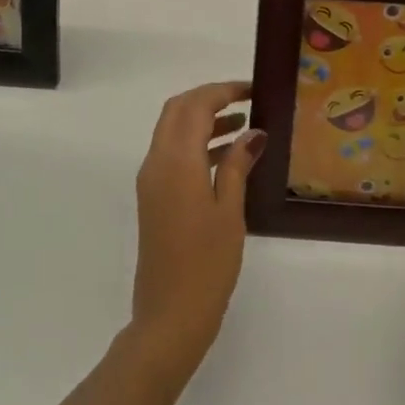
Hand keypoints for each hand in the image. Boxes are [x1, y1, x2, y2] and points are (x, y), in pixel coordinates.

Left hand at [127, 81, 261, 387]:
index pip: (195, 106)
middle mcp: (156, 162)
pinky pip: (172, 154)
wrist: (169, 316)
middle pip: (177, 110)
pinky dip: (196, 144)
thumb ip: (238, 165)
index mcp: (176, 161)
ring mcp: (151, 180)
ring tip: (244, 124)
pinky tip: (227, 156)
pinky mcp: (153, 197)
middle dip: (209, 98)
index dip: (223, 90)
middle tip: (246, 100)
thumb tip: (253, 132)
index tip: (253, 89)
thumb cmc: (207, 265)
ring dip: (203, 120)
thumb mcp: (230, 211)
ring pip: (172, 131)